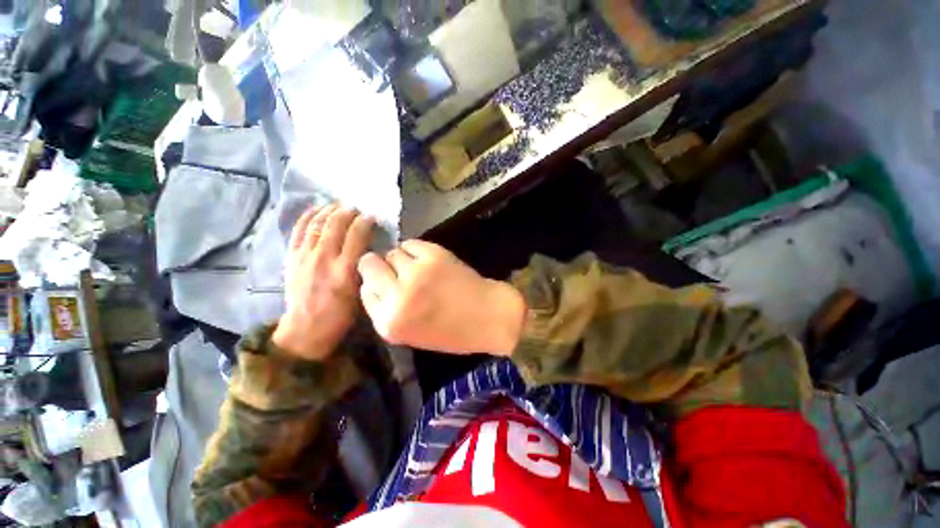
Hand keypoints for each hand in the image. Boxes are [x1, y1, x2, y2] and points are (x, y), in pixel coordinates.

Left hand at [273, 204, 373, 360]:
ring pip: (316, 224)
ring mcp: (304, 257)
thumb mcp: (361, 293)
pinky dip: (307, 217)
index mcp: (344, 270)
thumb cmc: (341, 315)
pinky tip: (316, 209)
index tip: (372, 217)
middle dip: (347, 212)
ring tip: (338, 204)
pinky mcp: (292, 258)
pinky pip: (298, 231)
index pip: (356, 236)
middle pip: (335, 225)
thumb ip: (364, 268)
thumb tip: (369, 248)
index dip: (365, 222)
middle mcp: (324, 259)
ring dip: (328, 210)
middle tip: (355, 207)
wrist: (306, 329)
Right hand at [358, 240, 525, 355]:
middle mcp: (397, 297)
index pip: (364, 290)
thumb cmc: (452, 331)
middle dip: (381, 266)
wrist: (488, 317)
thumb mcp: (411, 333)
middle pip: (370, 265)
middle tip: (400, 271)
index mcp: (389, 323)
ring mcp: (415, 273)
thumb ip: (387, 310)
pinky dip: (417, 250)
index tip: (389, 285)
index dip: (377, 284)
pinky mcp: (433, 255)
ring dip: (402, 259)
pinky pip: (411, 243)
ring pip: (392, 252)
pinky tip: (430, 261)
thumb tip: (373, 282)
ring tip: (420, 269)